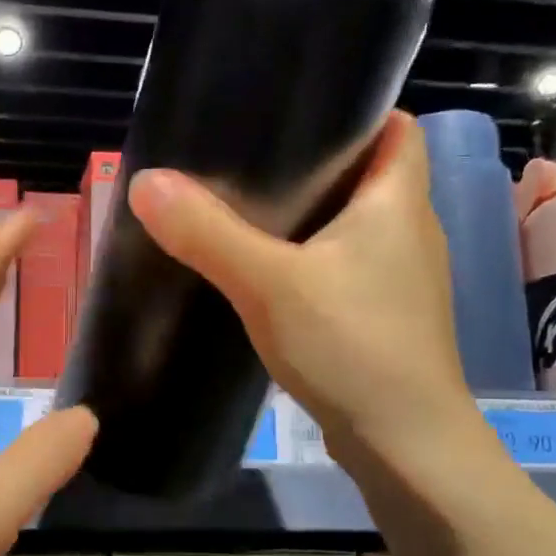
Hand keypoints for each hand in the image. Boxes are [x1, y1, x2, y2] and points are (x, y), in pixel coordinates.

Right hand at [126, 110, 483, 468]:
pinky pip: (343, 267)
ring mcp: (400, 279)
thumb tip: (146, 181)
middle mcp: (409, 230)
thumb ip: (208, 233)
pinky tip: (266, 273)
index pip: (394, 127)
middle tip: (247, 157)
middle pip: (366, 174)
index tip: (292, 111)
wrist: (405, 444)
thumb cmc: (352, 346)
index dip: (353, 112)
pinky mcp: (383, 317)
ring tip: (246, 207)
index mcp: (398, 200)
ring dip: (309, 216)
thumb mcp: (269, 284)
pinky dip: (310, 260)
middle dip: (313, 164)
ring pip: (352, 226)